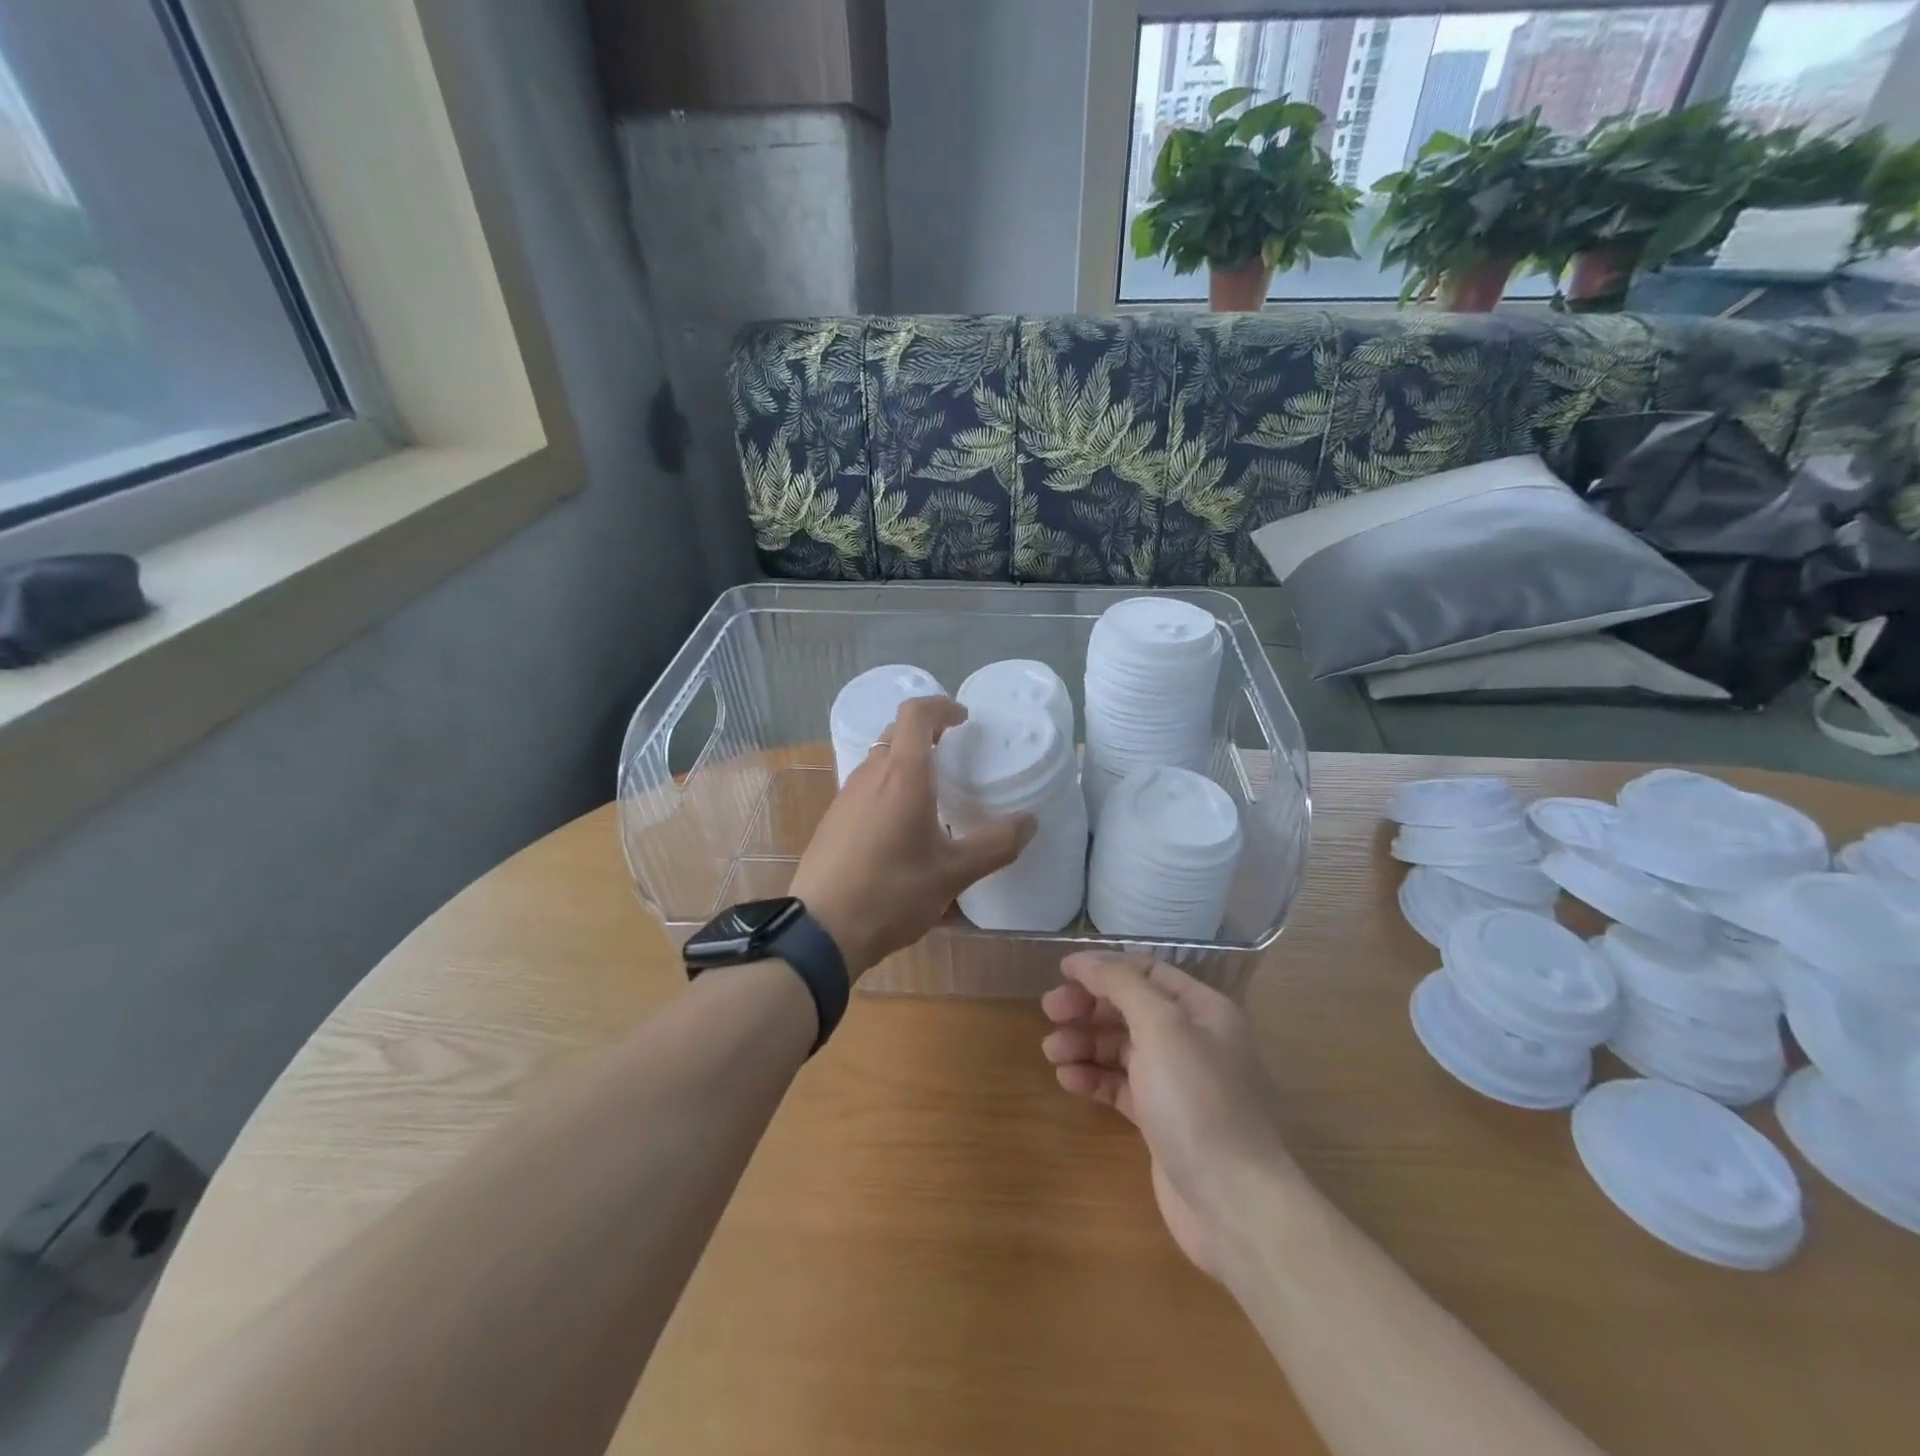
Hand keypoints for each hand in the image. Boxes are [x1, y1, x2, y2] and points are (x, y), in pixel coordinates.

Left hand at [791, 696, 1034, 977]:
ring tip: (932, 792)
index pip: (916, 713)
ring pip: (879, 760)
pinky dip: (888, 787)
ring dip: (906, 762)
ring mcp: (846, 796)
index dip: (941, 706)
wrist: (821, 929)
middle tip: (954, 753)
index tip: (964, 719)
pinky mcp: (833, 819)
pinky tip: (901, 827)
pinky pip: (866, 786)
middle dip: (926, 733)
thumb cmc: (892, 892)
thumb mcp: (954, 873)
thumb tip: (1030, 822)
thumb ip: (996, 845)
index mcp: (903, 775)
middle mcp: (871, 775)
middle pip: (896, 733)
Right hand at [1042, 952, 1294, 1279]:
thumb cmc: (1198, 1102)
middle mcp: (1193, 1040)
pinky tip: (1067, 1080)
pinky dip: (1094, 1078)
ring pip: (1122, 1048)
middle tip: (1049, 1012)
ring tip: (1051, 1052)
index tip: (1062, 973)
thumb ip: (1122, 985)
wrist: (1234, 1204)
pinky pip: (1121, 1086)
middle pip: (1131, 1008)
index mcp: (1203, 1010)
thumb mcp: (1161, 1028)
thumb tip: (1085, 960)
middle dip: (1089, 1007)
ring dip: (1085, 1043)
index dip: (1104, 968)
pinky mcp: (1162, 1122)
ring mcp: (1178, 1083)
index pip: (1147, 972)